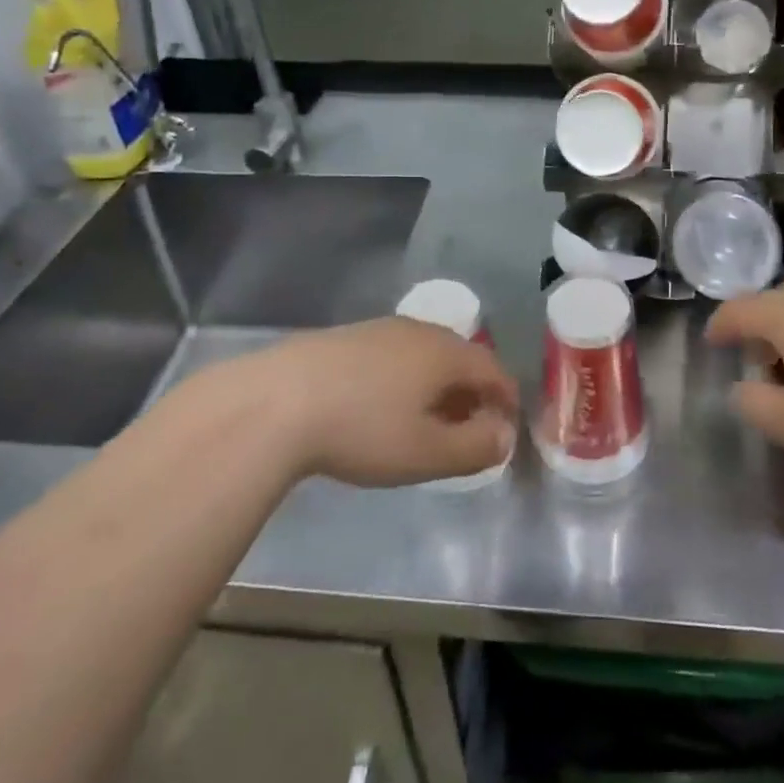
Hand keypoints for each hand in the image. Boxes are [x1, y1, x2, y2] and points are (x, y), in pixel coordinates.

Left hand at [228, 318, 518, 487]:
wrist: (277, 401)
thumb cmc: (363, 429)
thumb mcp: (426, 453)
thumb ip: (475, 446)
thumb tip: (505, 435)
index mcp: (446, 353)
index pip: (493, 369)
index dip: (506, 400)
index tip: (506, 429)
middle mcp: (419, 330)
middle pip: (461, 358)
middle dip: (472, 393)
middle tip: (468, 430)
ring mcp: (380, 329)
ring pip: (425, 355)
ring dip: (437, 386)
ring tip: (427, 421)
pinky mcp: (347, 337)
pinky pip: (394, 356)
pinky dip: (405, 379)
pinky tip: (383, 406)